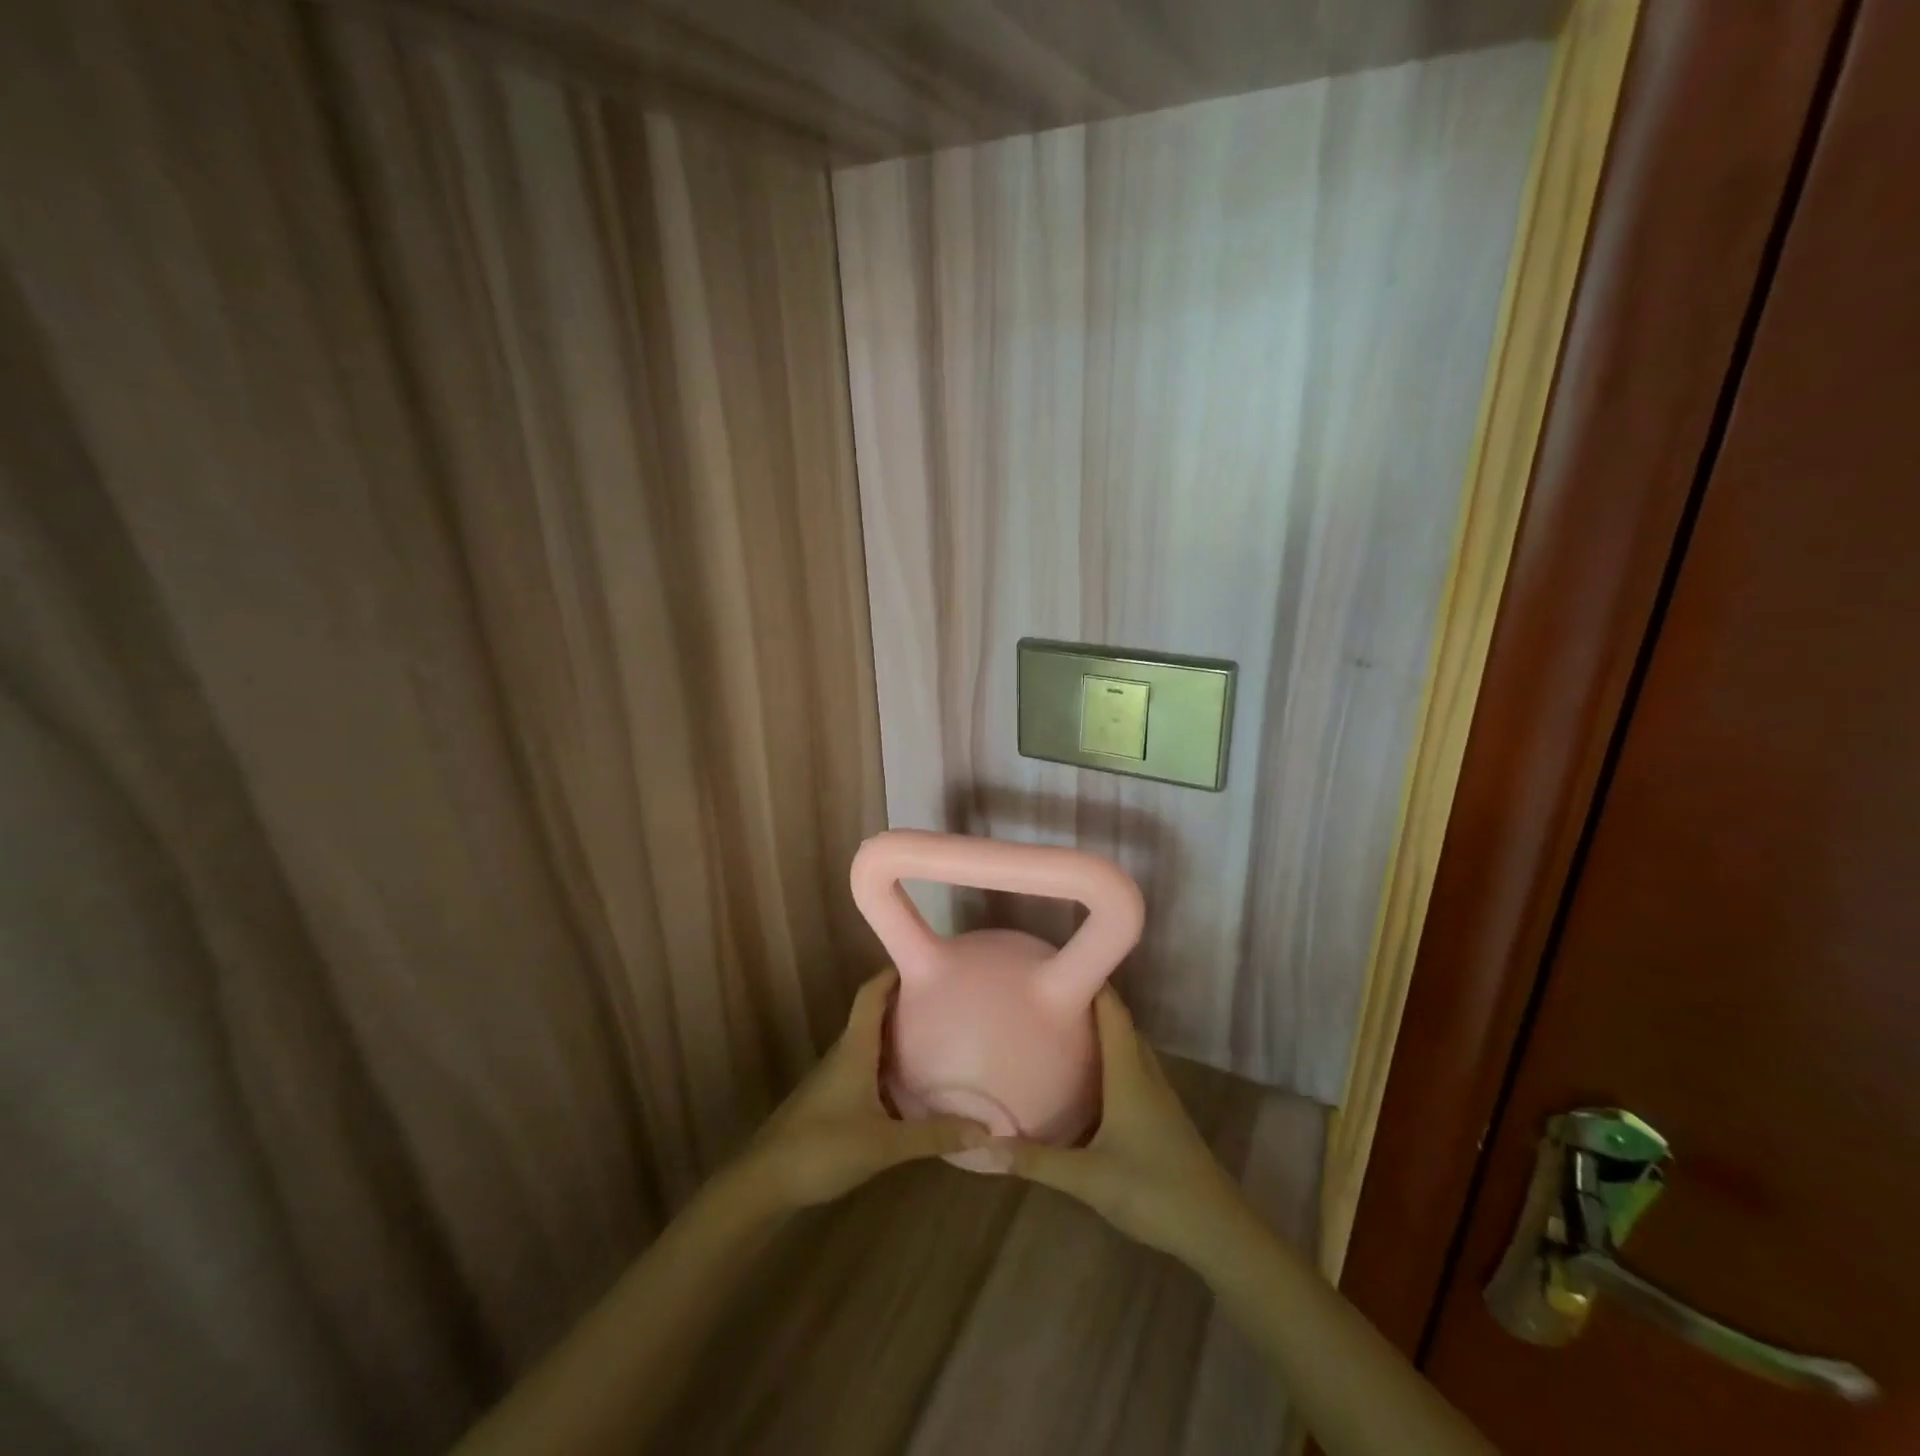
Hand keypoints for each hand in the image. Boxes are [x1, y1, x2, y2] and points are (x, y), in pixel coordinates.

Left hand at [737, 968, 987, 1210]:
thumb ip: (934, 1135)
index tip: (926, 963)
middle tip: (944, 1003)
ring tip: (936, 1037)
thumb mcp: (885, 1144)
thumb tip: (986, 1128)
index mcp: (855, 1048)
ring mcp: (834, 1076)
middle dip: (905, 1004)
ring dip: (897, 1035)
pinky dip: (887, 1064)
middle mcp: (844, 1053)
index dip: (893, 973)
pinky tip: (908, 1084)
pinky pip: (865, 1067)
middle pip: (874, 1014)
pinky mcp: (830, 1099)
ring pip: (869, 1042)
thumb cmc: (823, 1148)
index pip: (871, 994)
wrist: (765, 1181)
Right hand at [994, 988, 1248, 1259]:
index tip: (1056, 962)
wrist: (1218, 1231)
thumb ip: (1035, 1160)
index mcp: (1129, 1073)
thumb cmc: (1155, 1192)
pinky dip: (1111, 1058)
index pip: (1112, 1010)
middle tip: (1049, 994)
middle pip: (1120, 1023)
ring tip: (1063, 1027)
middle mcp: (1145, 1074)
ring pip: (1128, 1047)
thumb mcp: (1088, 1178)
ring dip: (1102, 1030)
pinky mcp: (1162, 1116)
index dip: (1090, 980)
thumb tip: (981, 1147)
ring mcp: (1158, 1096)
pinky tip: (1089, 1078)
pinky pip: (1133, 1069)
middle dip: (1089, 1001)